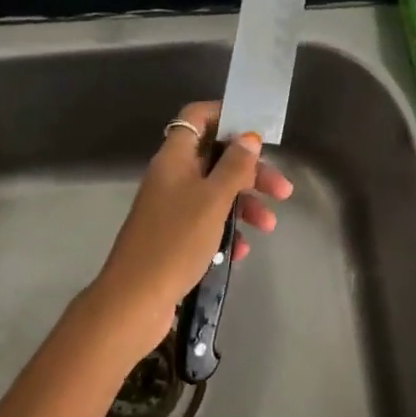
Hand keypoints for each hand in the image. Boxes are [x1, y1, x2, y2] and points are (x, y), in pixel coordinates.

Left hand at [90, 100, 294, 355]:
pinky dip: (226, 230)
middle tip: (281, 190)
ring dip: (244, 204)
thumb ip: (234, 166)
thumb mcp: (213, 200)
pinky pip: (206, 221)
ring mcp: (171, 207)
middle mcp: (171, 176)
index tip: (257, 130)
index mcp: (174, 157)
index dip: (226, 115)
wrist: (134, 300)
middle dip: (250, 171)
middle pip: (215, 157)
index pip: (198, 117)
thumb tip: (249, 137)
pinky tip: (240, 251)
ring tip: (268, 226)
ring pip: (214, 191)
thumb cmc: (175, 241)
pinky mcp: (173, 236)